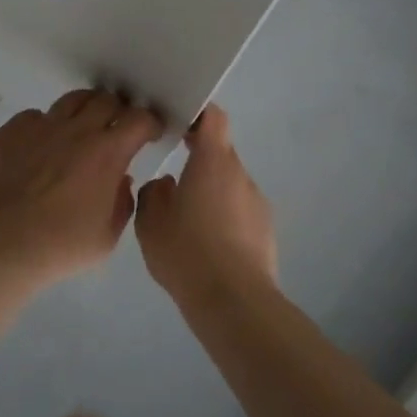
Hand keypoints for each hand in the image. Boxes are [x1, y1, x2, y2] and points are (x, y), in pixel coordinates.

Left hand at [0, 88, 163, 284]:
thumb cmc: (59, 245)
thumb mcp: (106, 238)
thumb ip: (121, 204)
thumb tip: (121, 181)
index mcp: (107, 152)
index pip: (139, 119)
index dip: (149, 122)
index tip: (150, 133)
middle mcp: (77, 130)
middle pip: (106, 100)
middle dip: (118, 111)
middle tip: (116, 127)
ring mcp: (42, 126)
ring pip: (72, 99)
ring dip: (85, 109)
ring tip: (83, 126)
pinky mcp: (11, 130)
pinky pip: (35, 116)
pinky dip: (46, 126)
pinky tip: (42, 145)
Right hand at [133, 105, 277, 307]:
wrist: (233, 302)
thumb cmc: (187, 251)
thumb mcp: (150, 221)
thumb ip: (154, 192)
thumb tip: (167, 184)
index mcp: (212, 161)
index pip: (213, 117)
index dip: (197, 114)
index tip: (178, 122)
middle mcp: (240, 174)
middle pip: (220, 152)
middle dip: (199, 160)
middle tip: (174, 180)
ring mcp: (257, 202)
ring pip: (230, 184)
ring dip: (211, 193)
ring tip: (189, 223)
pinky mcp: (266, 230)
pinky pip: (241, 211)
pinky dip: (225, 218)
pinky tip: (207, 246)